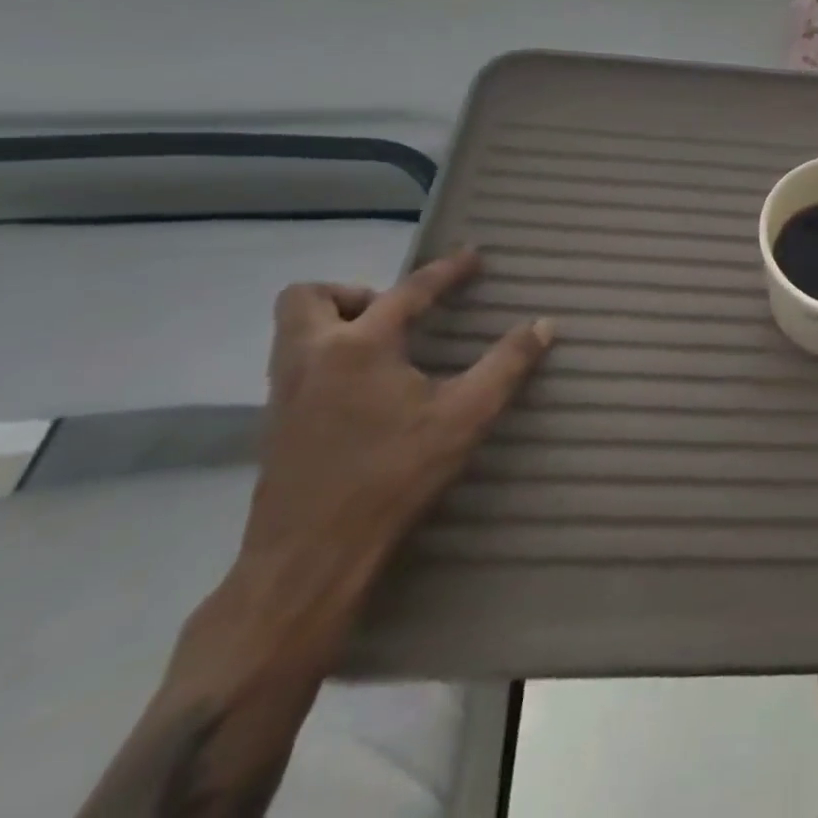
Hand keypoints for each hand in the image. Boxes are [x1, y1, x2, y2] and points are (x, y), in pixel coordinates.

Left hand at [237, 250, 552, 627]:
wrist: (307, 561)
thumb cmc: (391, 478)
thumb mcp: (465, 417)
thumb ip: (507, 365)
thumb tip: (543, 324)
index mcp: (360, 347)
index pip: (409, 290)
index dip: (446, 270)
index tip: (473, 255)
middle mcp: (312, 357)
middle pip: (310, 295)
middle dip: (354, 292)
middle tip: (395, 315)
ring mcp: (284, 392)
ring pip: (293, 330)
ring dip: (335, 322)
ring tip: (384, 348)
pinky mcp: (274, 426)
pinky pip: (295, 365)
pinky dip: (327, 357)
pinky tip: (364, 391)